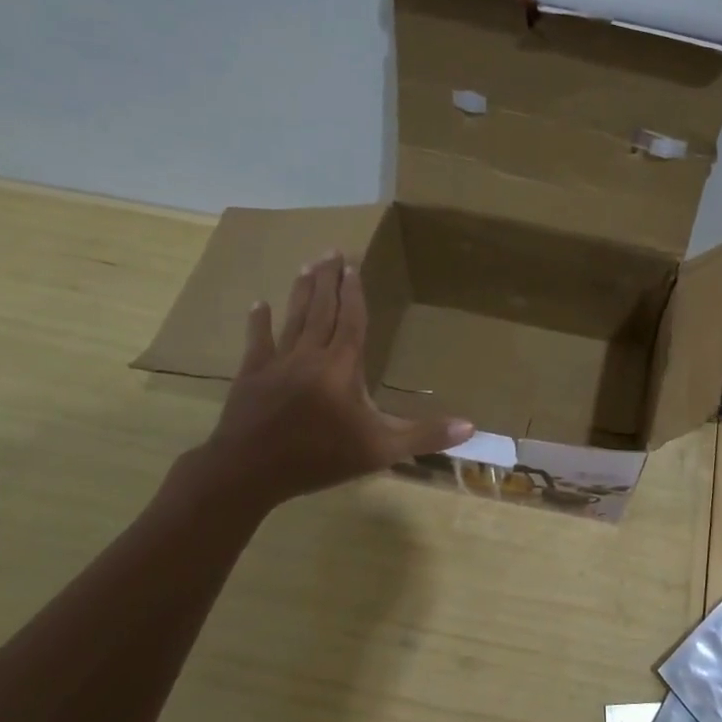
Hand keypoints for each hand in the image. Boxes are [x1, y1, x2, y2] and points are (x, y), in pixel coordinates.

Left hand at [193, 253, 472, 513]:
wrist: (250, 471)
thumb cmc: (320, 457)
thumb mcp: (381, 450)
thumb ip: (425, 436)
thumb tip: (470, 425)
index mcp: (342, 366)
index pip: (352, 320)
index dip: (354, 293)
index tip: (353, 265)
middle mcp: (311, 354)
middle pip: (322, 310)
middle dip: (329, 280)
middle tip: (331, 251)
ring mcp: (278, 363)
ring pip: (293, 319)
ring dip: (302, 292)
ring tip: (308, 266)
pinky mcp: (251, 375)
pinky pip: (257, 342)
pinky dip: (258, 322)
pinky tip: (258, 304)